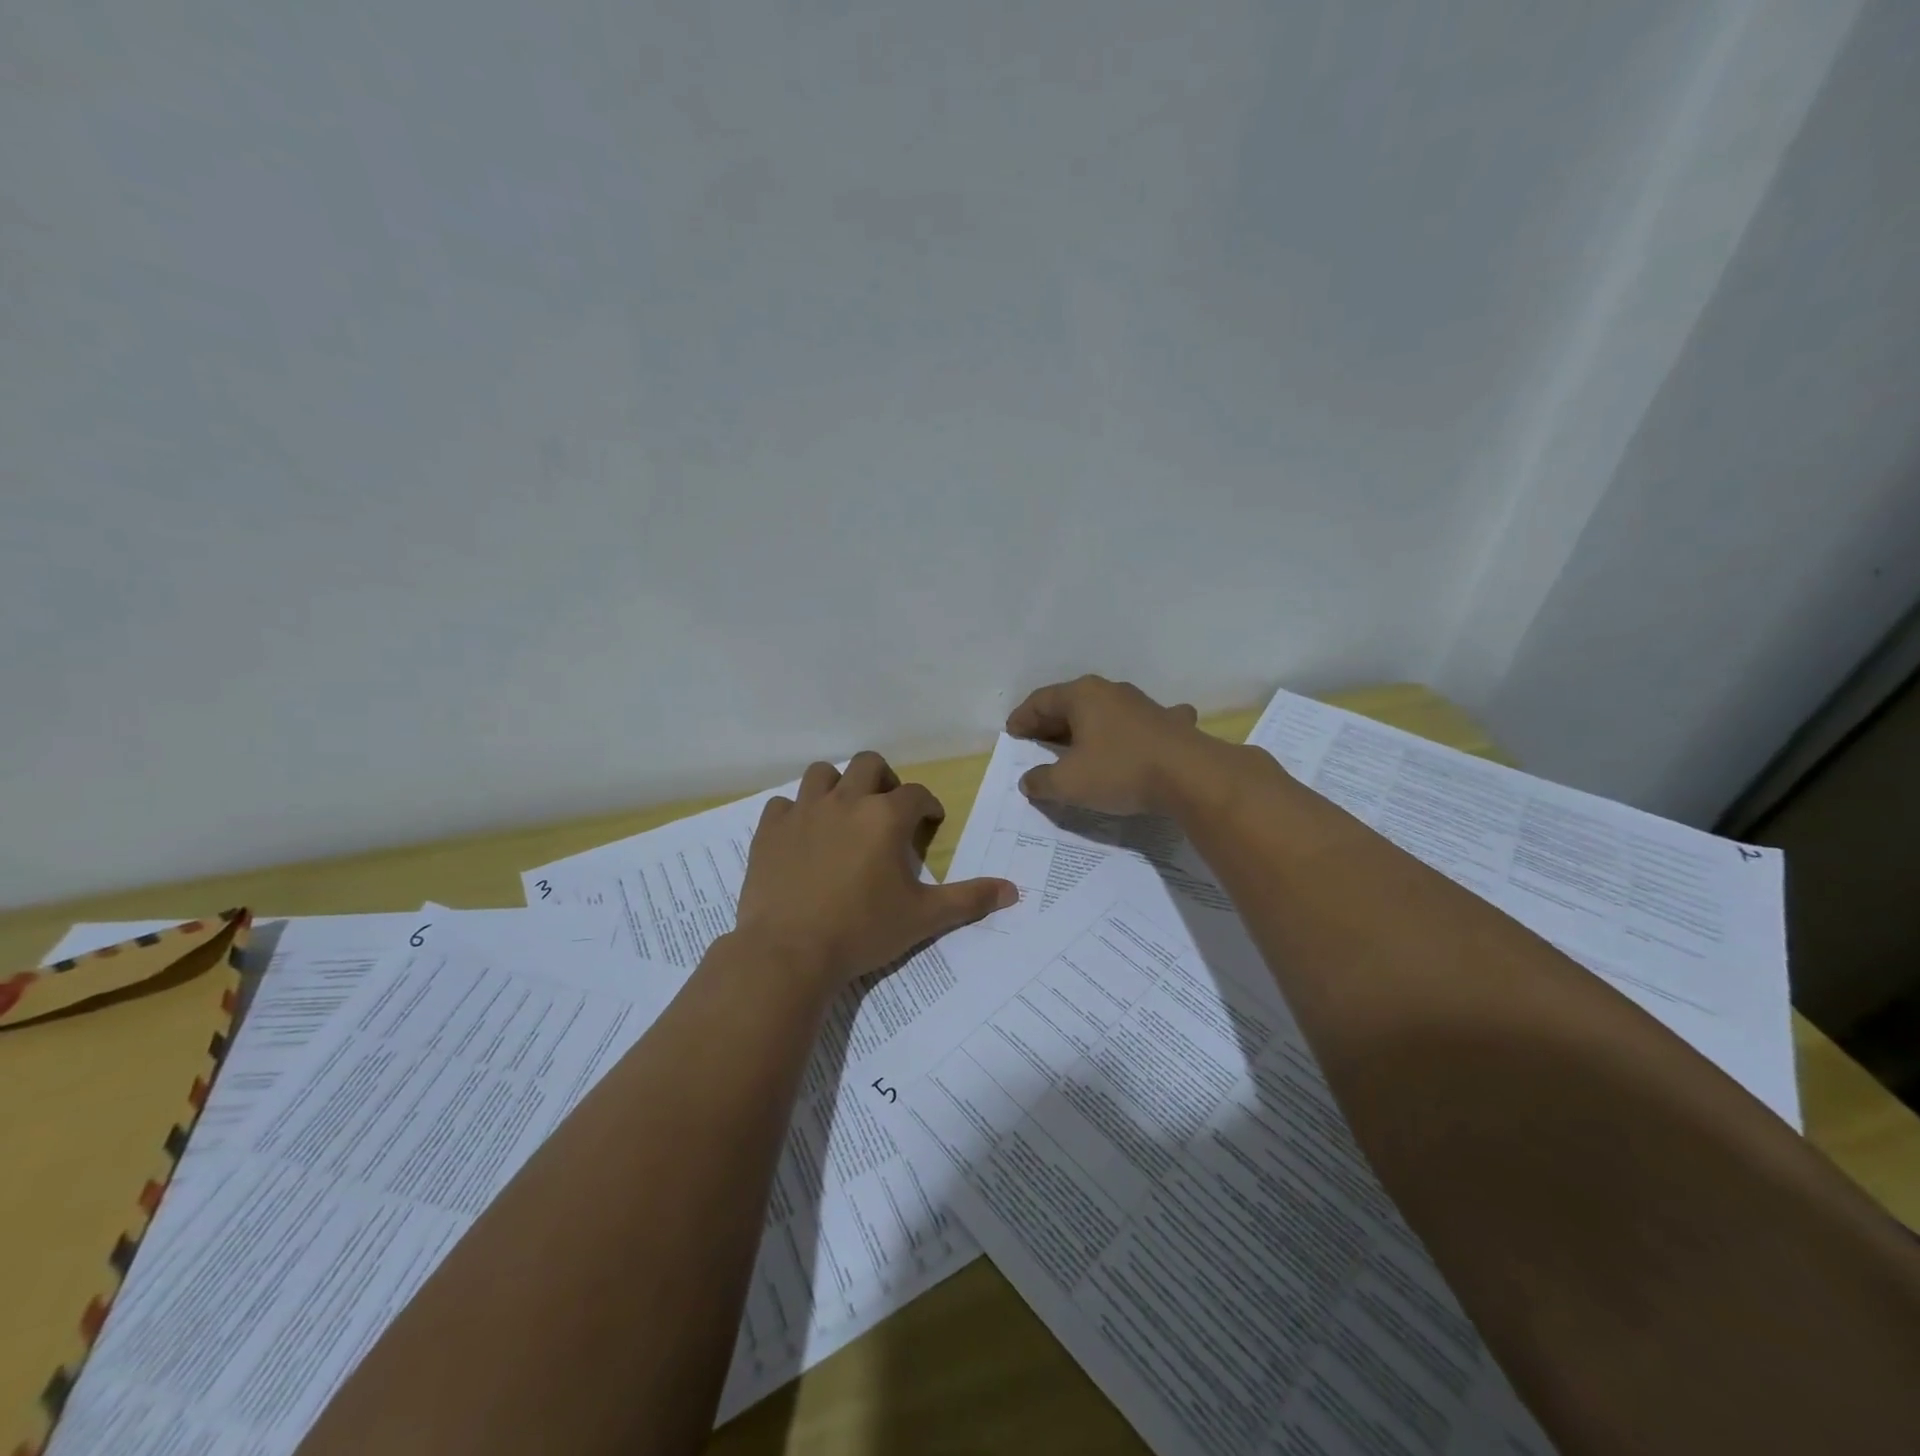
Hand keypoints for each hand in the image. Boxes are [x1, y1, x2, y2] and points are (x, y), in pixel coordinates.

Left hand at [734, 752, 1017, 990]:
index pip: (916, 794)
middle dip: (884, 781)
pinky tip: (803, 836)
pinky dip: (796, 813)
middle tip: (887, 810)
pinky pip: (783, 804)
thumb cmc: (862, 931)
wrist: (789, 953)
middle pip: (869, 765)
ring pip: (822, 773)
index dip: (927, 805)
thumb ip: (969, 899)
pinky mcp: (770, 830)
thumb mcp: (923, 917)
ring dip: (838, 786)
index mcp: (885, 817)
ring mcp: (803, 812)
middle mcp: (845, 801)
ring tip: (844, 813)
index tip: (930, 822)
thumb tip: (1013, 890)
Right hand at [1006, 675, 1212, 815]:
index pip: (1040, 701)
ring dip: (1089, 726)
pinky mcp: (1170, 722)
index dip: (1022, 719)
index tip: (1012, 735)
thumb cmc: (1119, 771)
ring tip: (1078, 744)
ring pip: (1105, 711)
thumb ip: (1042, 781)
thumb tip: (1028, 780)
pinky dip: (1131, 731)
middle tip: (1037, 742)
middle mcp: (1111, 691)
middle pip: (1071, 704)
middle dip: (1051, 723)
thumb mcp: (1068, 783)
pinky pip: (1141, 723)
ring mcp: (1143, 704)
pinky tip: (1139, 737)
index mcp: (1082, 696)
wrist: (1190, 776)